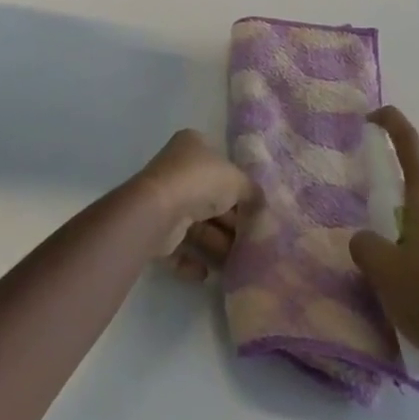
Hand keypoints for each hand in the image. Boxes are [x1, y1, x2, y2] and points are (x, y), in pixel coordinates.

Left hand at [129, 129, 253, 266]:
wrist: (159, 210)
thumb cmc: (200, 182)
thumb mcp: (237, 180)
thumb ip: (251, 191)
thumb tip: (262, 202)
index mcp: (193, 146)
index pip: (220, 164)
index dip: (237, 185)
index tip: (254, 207)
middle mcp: (177, 169)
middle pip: (209, 197)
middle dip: (230, 221)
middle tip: (251, 240)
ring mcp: (164, 200)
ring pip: (195, 225)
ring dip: (215, 244)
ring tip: (236, 262)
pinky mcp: (156, 229)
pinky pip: (178, 247)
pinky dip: (192, 260)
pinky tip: (207, 273)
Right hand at [349, 106, 418, 375]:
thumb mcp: (381, 271)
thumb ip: (365, 244)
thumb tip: (369, 240)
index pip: (410, 147)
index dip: (392, 123)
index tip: (373, 116)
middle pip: (416, 199)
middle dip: (396, 218)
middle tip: (380, 255)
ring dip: (414, 246)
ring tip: (403, 289)